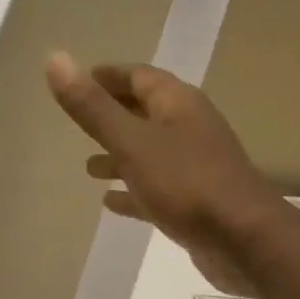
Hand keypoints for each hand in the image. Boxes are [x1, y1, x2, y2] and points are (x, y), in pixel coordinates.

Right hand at [45, 52, 284, 297]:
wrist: (244, 240)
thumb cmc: (187, 184)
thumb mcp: (132, 142)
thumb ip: (93, 107)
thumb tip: (55, 58)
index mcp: (178, 104)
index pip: (139, 76)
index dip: (108, 76)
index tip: (78, 79)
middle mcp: (190, 129)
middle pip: (146, 113)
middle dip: (113, 116)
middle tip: (79, 123)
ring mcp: (197, 167)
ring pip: (151, 154)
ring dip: (121, 157)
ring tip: (88, 168)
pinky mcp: (197, 203)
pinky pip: (158, 189)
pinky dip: (134, 191)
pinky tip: (111, 203)